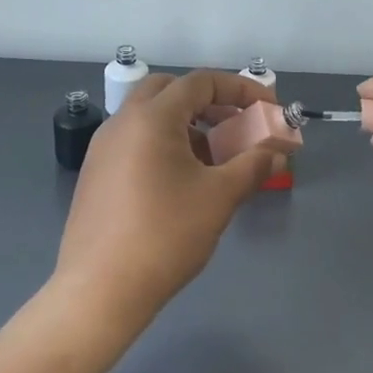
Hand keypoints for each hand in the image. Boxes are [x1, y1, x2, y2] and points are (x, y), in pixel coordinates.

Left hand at [53, 69, 281, 337]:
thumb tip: (278, 151)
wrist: (99, 291)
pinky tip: (181, 181)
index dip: (240, 89)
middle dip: (208, 101)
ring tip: (214, 158)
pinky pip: (134, 140)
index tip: (268, 109)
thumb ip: (253, 165)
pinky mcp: (95, 173)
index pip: (201, 82)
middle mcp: (122, 121)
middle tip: (235, 125)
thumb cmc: (165, 236)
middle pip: (170, 90)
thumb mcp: (219, 197)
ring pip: (150, 116)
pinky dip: (163, 143)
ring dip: (186, 124)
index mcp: (151, 117)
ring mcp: (102, 147)